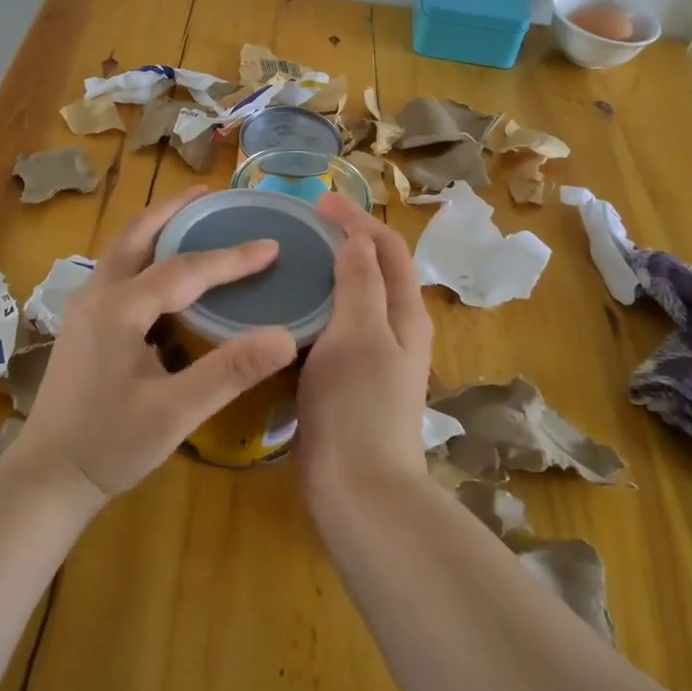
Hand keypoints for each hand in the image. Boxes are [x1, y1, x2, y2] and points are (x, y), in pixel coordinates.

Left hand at [4, 187, 298, 500]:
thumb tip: (286, 337)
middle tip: (212, 194)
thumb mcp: (175, 412)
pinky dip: (147, 254)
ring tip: (193, 218)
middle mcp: (97, 295)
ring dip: (158, 227)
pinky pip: (119, 271)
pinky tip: (168, 272)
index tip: (271, 244)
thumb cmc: (109, 445)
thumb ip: (229, 371)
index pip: (185, 270)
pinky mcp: (83, 324)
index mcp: (119, 309)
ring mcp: (85, 308)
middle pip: (138, 234)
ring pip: (123, 250)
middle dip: (175, 210)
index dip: (231, 257)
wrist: (47, 477)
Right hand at [297, 193, 434, 494]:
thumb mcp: (359, 335)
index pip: (388, 250)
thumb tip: (359, 239)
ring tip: (292, 262)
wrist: (359, 488)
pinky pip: (334, 331)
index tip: (320, 202)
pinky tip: (286, 314)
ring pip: (353, 302)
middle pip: (375, 271)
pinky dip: (316, 311)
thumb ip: (361, 284)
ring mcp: (373, 359)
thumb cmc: (358, 405)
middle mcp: (395, 332)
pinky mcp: (349, 382)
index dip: (358, 220)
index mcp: (404, 315)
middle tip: (304, 228)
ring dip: (330, 275)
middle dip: (346, 242)